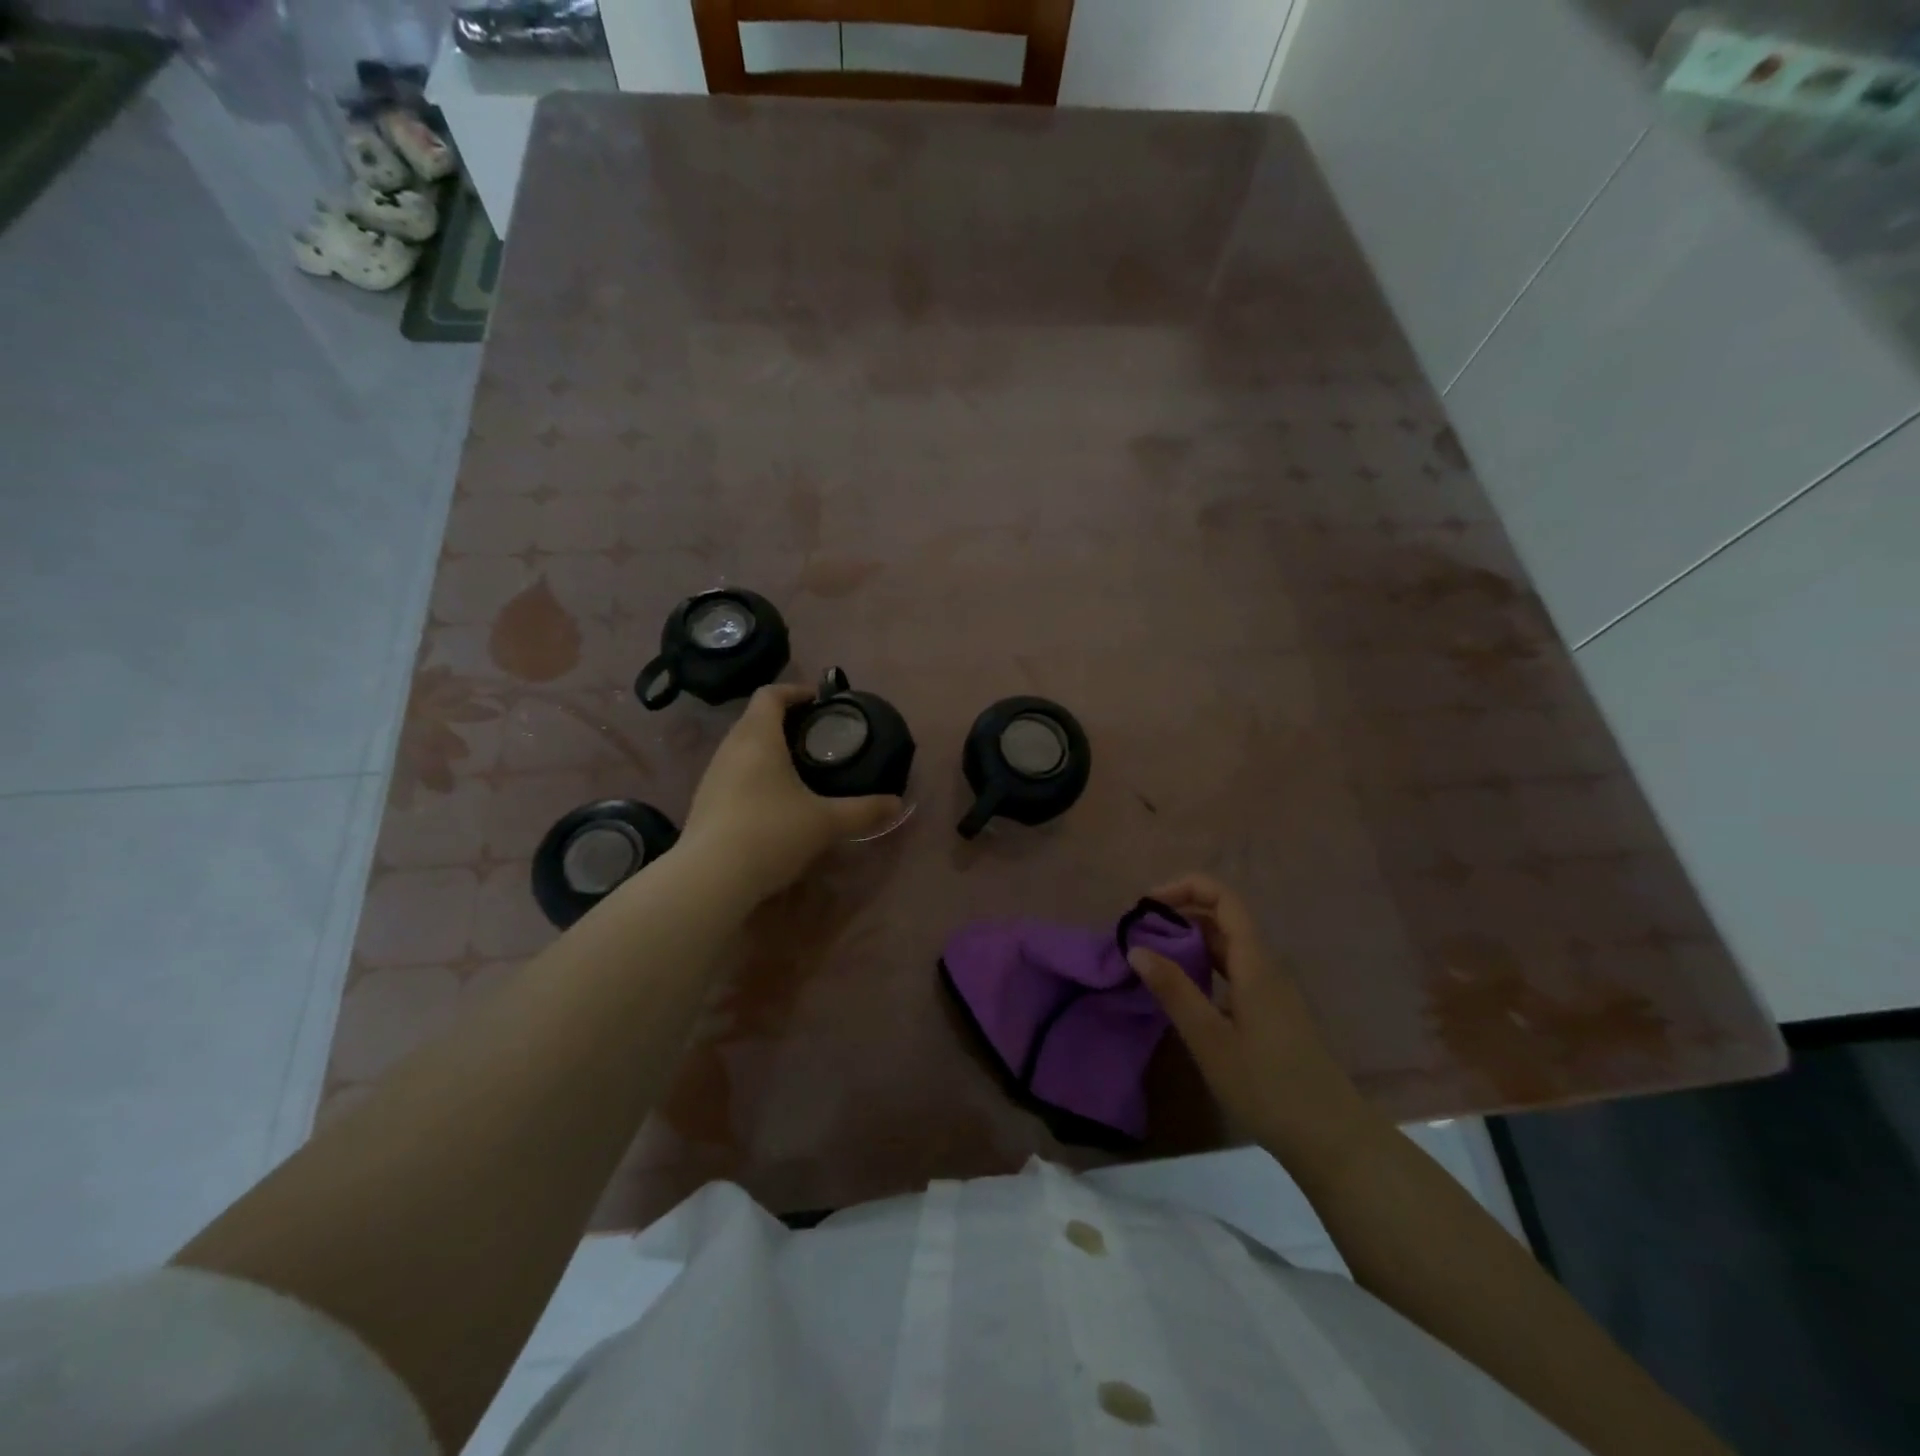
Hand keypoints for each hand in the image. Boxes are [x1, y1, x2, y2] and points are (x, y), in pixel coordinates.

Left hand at [679, 684, 902, 901]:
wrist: (710, 879)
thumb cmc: (771, 833)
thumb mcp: (826, 823)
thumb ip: (863, 810)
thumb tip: (897, 804)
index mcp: (758, 738)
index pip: (770, 694)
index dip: (795, 691)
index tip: (819, 701)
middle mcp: (730, 748)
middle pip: (755, 719)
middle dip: (785, 721)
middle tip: (817, 736)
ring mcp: (712, 776)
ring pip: (742, 747)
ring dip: (768, 749)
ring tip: (798, 767)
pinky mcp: (705, 802)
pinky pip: (733, 773)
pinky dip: (755, 774)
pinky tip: (774, 801)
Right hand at [1128, 874, 1368, 1158]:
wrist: (1333, 1140)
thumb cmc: (1268, 1087)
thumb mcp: (1210, 1039)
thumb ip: (1174, 990)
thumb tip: (1136, 948)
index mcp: (1255, 963)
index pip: (1223, 899)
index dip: (1185, 888)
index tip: (1146, 905)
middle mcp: (1266, 968)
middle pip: (1223, 920)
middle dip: (1179, 916)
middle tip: (1138, 936)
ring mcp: (1272, 992)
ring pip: (1227, 949)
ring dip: (1189, 944)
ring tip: (1151, 960)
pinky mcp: (1272, 1014)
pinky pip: (1234, 973)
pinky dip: (1203, 969)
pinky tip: (1182, 994)